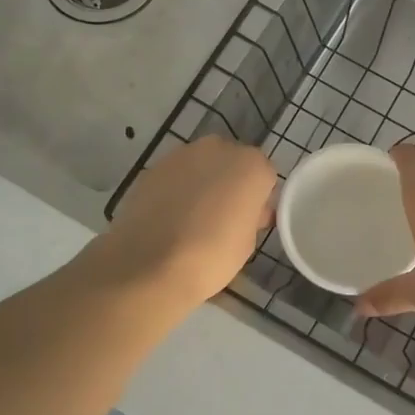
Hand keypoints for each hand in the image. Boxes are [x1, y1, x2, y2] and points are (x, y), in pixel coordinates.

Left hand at [91, 137, 276, 307]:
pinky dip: (176, 190)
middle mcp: (219, 149)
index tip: (251, 220)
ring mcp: (182, 154)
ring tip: (192, 219)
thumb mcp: (248, 241)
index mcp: (251, 165)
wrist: (150, 265)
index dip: (259, 198)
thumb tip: (247, 210)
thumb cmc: (212, 257)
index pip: (265, 175)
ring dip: (202, 183)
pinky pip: (175, 176)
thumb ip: (252, 215)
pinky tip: (169, 218)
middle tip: (222, 217)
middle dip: (230, 183)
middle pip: (232, 163)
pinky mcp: (153, 167)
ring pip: (202, 165)